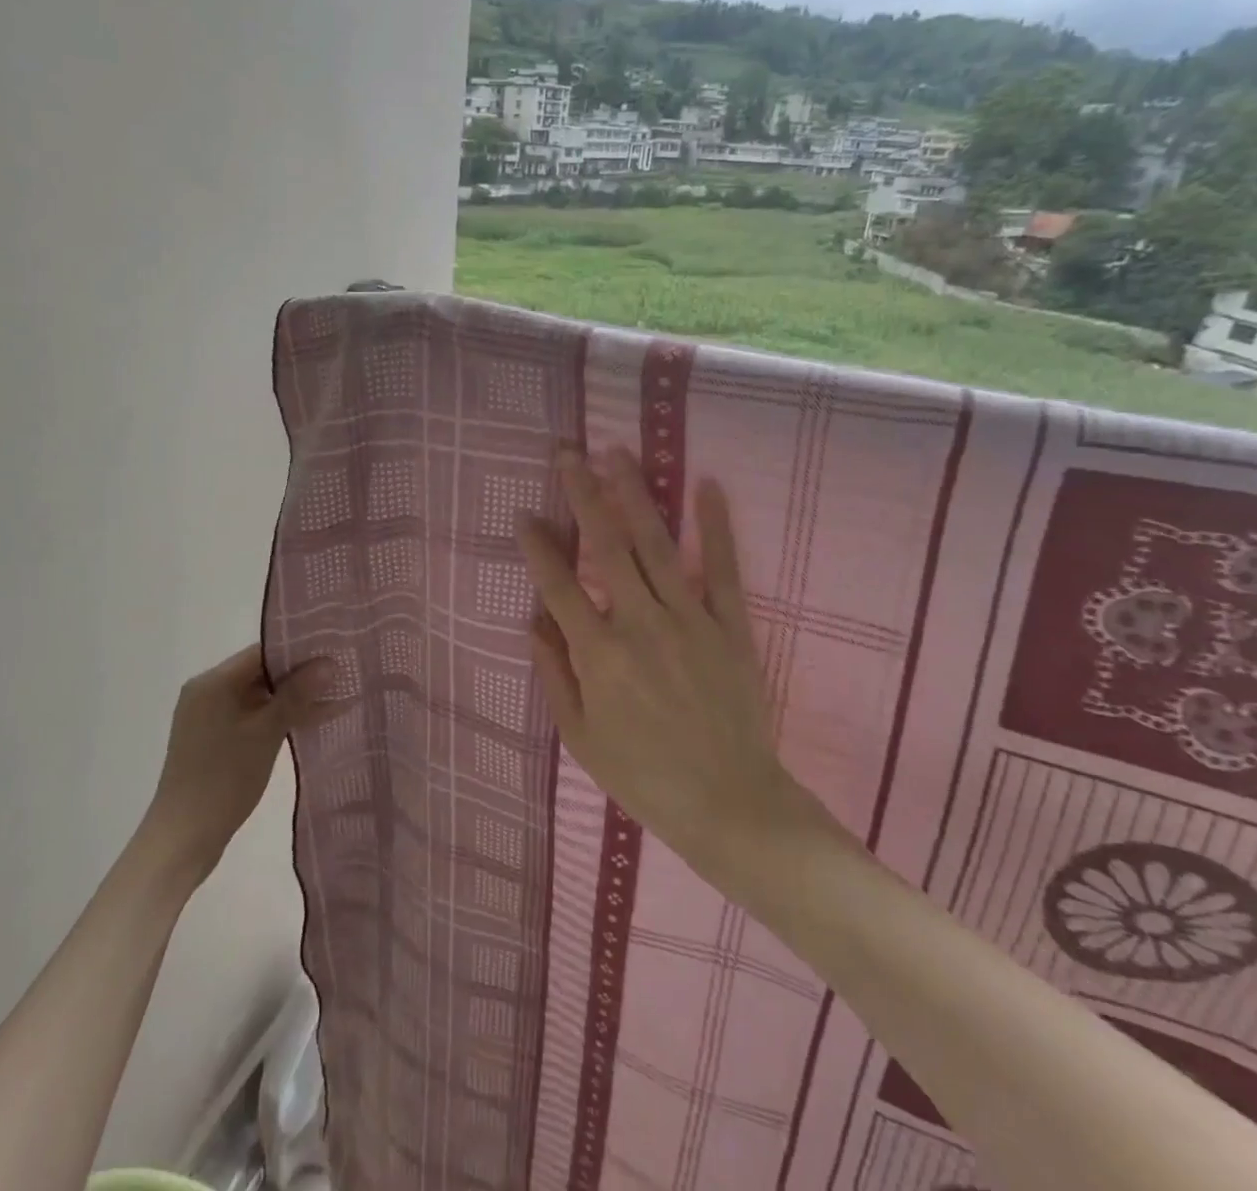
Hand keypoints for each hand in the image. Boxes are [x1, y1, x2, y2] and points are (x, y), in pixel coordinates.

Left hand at [141, 644, 337, 881]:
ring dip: (292, 699)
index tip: (334, 654)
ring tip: (335, 698)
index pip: (262, 652)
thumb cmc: (224, 779)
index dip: (299, 652)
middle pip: (260, 672)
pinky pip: (251, 715)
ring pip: (258, 696)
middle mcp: (206, 691)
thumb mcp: (266, 733)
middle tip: (340, 676)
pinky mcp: (213, 738)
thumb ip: (297, 694)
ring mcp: (208, 716)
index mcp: (212, 682)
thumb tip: (329, 662)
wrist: (184, 838)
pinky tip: (309, 721)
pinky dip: (276, 717)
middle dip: (300, 677)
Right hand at [517, 449, 825, 883]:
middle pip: (606, 547)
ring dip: (635, 495)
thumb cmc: (644, 777)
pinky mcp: (730, 626)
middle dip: (584, 496)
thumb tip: (531, 622)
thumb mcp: (581, 738)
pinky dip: (716, 526)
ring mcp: (689, 620)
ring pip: (656, 545)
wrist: (731, 805)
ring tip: (618, 453)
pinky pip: (723, 568)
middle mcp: (640, 624)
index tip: (525, 513)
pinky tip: (706, 486)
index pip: (559, 586)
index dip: (538, 547)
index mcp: (599, 655)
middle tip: (568, 454)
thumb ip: (555, 674)